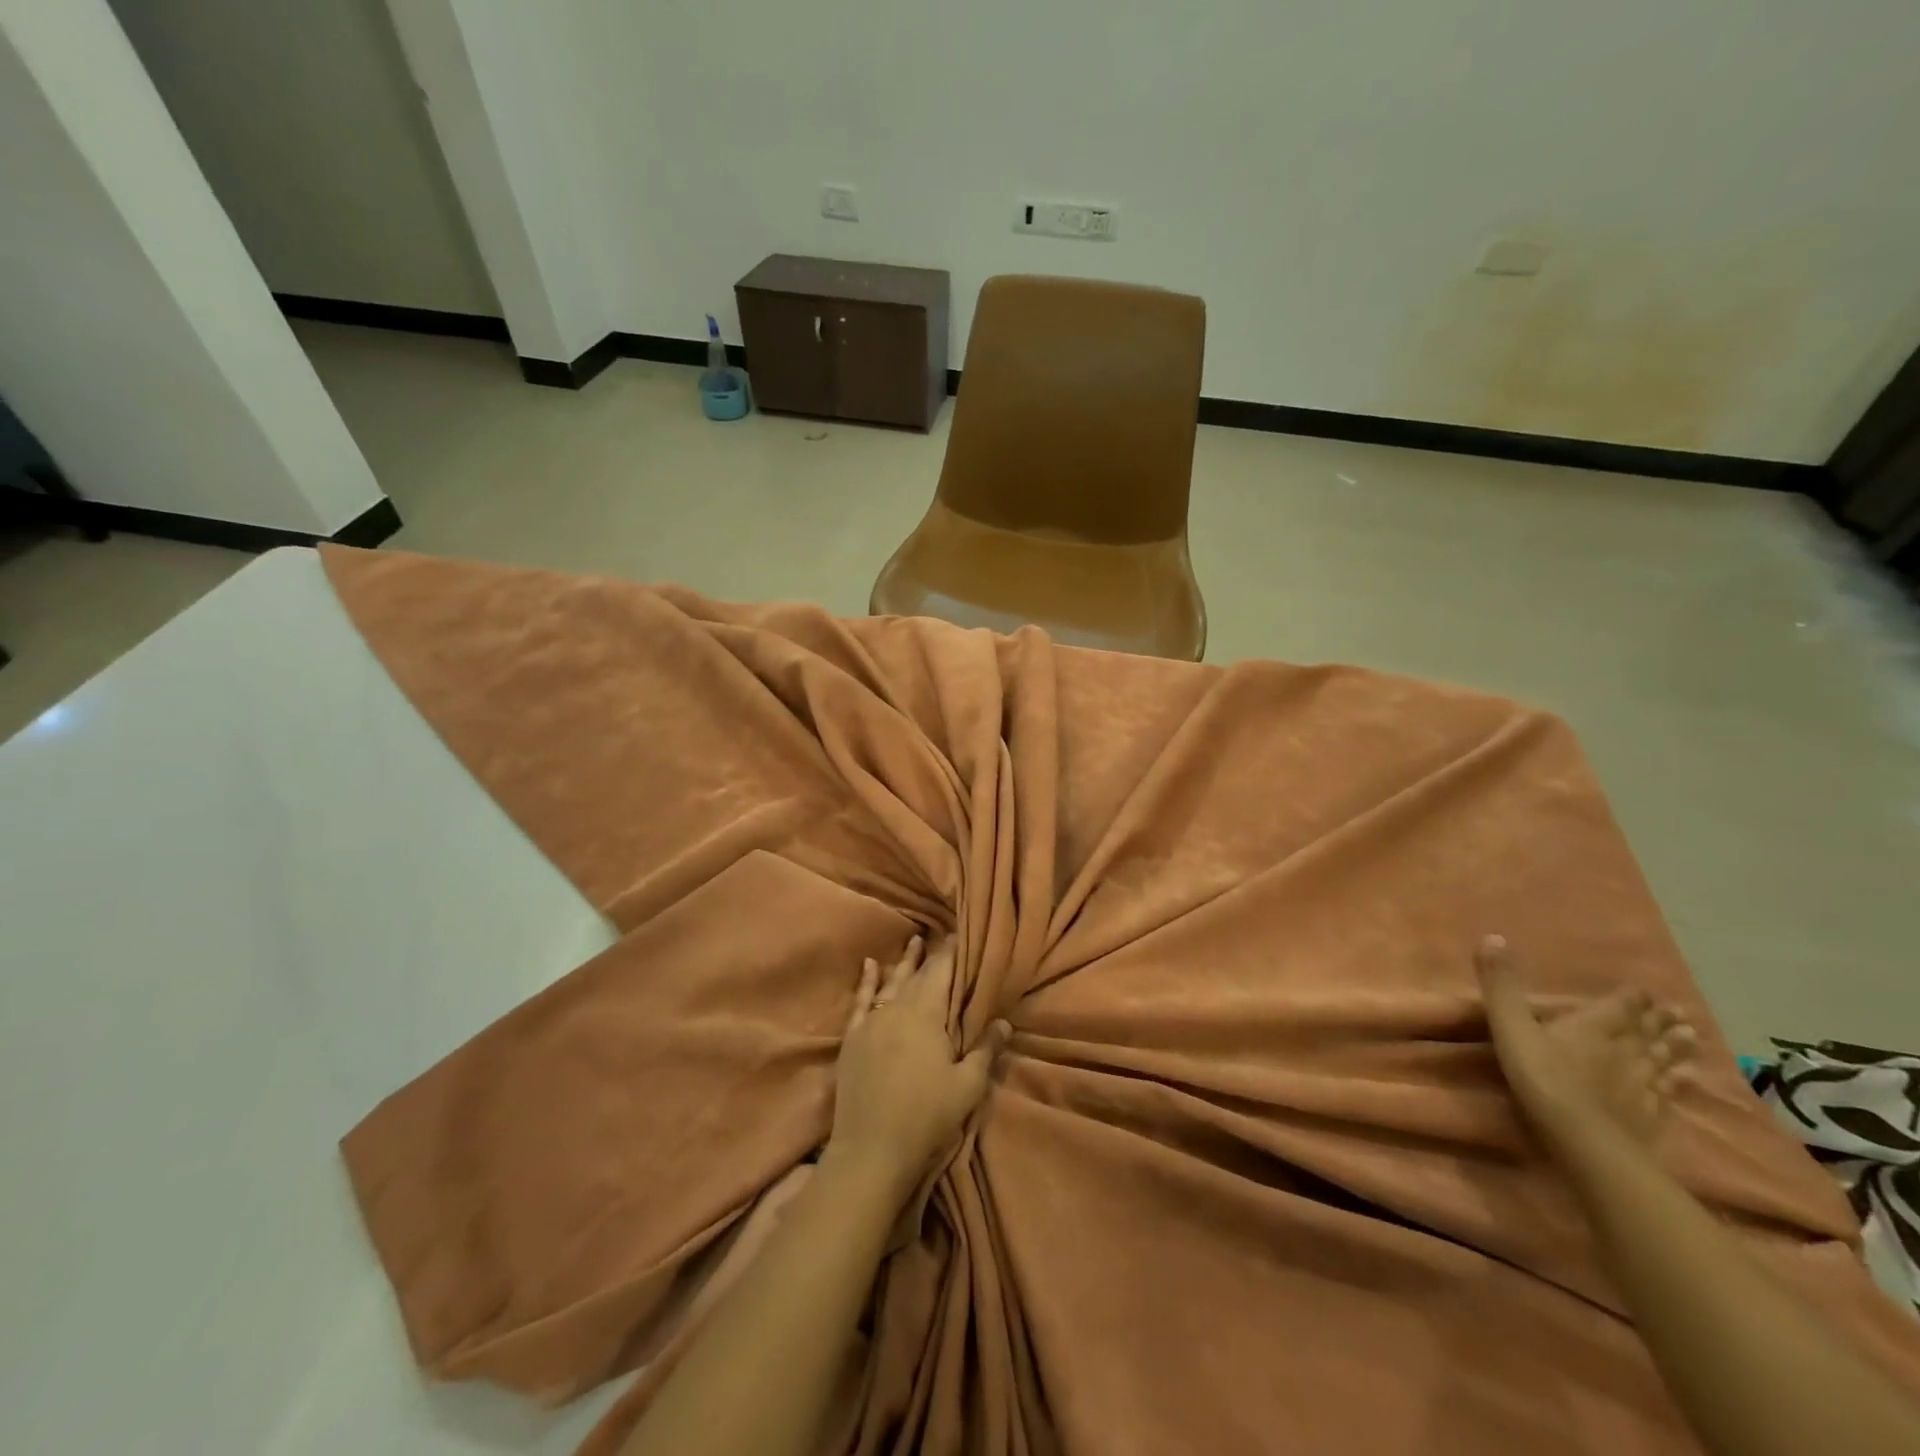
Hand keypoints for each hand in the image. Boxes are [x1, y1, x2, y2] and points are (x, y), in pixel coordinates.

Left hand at [825, 937, 1009, 1199]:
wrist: (871, 1150)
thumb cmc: (926, 1117)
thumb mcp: (967, 1086)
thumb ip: (985, 1050)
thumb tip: (1003, 1021)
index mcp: (927, 1015)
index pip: (942, 972)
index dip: (952, 952)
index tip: (961, 935)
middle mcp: (898, 1008)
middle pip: (918, 975)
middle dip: (932, 956)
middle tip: (943, 937)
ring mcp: (871, 1022)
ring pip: (891, 982)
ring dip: (904, 962)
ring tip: (913, 941)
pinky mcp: (853, 1038)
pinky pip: (860, 1000)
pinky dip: (866, 981)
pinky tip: (869, 965)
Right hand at [1477, 934, 1697, 1157]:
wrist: (1585, 1140)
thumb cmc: (1543, 1077)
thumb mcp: (1511, 1026)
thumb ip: (1501, 985)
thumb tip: (1493, 936)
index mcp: (1595, 1026)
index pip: (1621, 1006)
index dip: (1633, 997)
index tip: (1647, 991)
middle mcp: (1626, 1050)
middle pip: (1648, 1032)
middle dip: (1661, 1021)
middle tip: (1680, 1012)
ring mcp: (1643, 1085)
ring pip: (1664, 1061)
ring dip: (1677, 1049)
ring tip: (1692, 1038)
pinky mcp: (1650, 1115)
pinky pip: (1667, 1094)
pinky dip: (1676, 1085)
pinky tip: (1681, 1084)